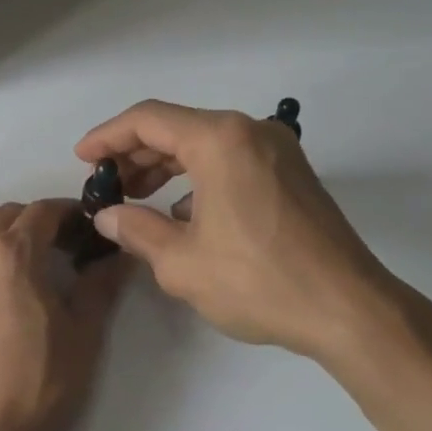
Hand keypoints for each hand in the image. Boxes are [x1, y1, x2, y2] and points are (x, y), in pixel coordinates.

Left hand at [0, 200, 125, 430]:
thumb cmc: (37, 386)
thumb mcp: (83, 335)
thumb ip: (101, 285)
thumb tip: (121, 254)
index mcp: (13, 254)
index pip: (43, 212)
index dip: (69, 213)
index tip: (85, 227)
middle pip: (5, 214)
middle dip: (35, 220)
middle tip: (58, 244)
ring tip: (11, 248)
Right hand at [75, 100, 431, 367]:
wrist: (349, 310)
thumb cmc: (258, 281)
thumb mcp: (181, 262)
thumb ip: (135, 229)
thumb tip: (107, 216)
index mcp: (220, 140)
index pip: (148, 120)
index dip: (107, 137)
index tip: (82, 160)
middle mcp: (250, 132)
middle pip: (177, 128)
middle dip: (135, 154)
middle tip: (106, 186)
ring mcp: (276, 151)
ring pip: (204, 144)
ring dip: (166, 167)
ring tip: (136, 198)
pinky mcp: (291, 174)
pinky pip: (230, 161)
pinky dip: (198, 178)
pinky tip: (182, 213)